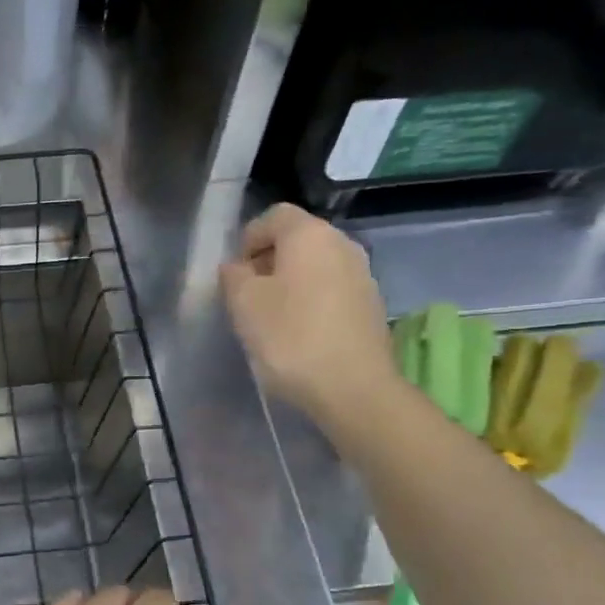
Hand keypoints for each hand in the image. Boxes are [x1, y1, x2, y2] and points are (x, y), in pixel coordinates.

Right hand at [220, 203, 399, 422]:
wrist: (352, 388)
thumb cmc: (290, 338)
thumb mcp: (244, 303)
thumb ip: (233, 275)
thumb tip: (236, 266)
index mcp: (309, 234)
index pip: (273, 216)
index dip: (248, 239)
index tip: (234, 273)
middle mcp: (342, 244)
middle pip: (297, 239)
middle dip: (268, 261)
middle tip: (247, 296)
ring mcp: (363, 274)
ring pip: (315, 266)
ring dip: (290, 283)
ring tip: (271, 317)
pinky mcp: (371, 305)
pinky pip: (331, 290)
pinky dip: (311, 301)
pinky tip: (299, 333)